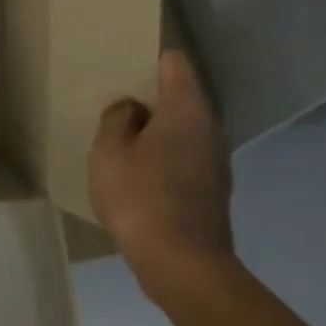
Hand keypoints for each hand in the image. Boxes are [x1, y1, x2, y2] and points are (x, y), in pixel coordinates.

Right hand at [88, 52, 233, 301]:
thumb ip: (116, 119)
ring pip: (182, 131)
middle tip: (115, 106)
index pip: (175, 64)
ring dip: (156, 133)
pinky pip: (184, 159)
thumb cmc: (140, 197)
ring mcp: (216, 162)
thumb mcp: (108, 151)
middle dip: (150, 99)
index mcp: (186, 109)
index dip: (150, 60)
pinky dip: (164, 159)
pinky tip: (139, 176)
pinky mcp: (213, 191)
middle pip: (180, 98)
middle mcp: (209, 128)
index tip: (125, 67)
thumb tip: (132, 109)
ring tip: (122, 141)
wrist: (182, 265)